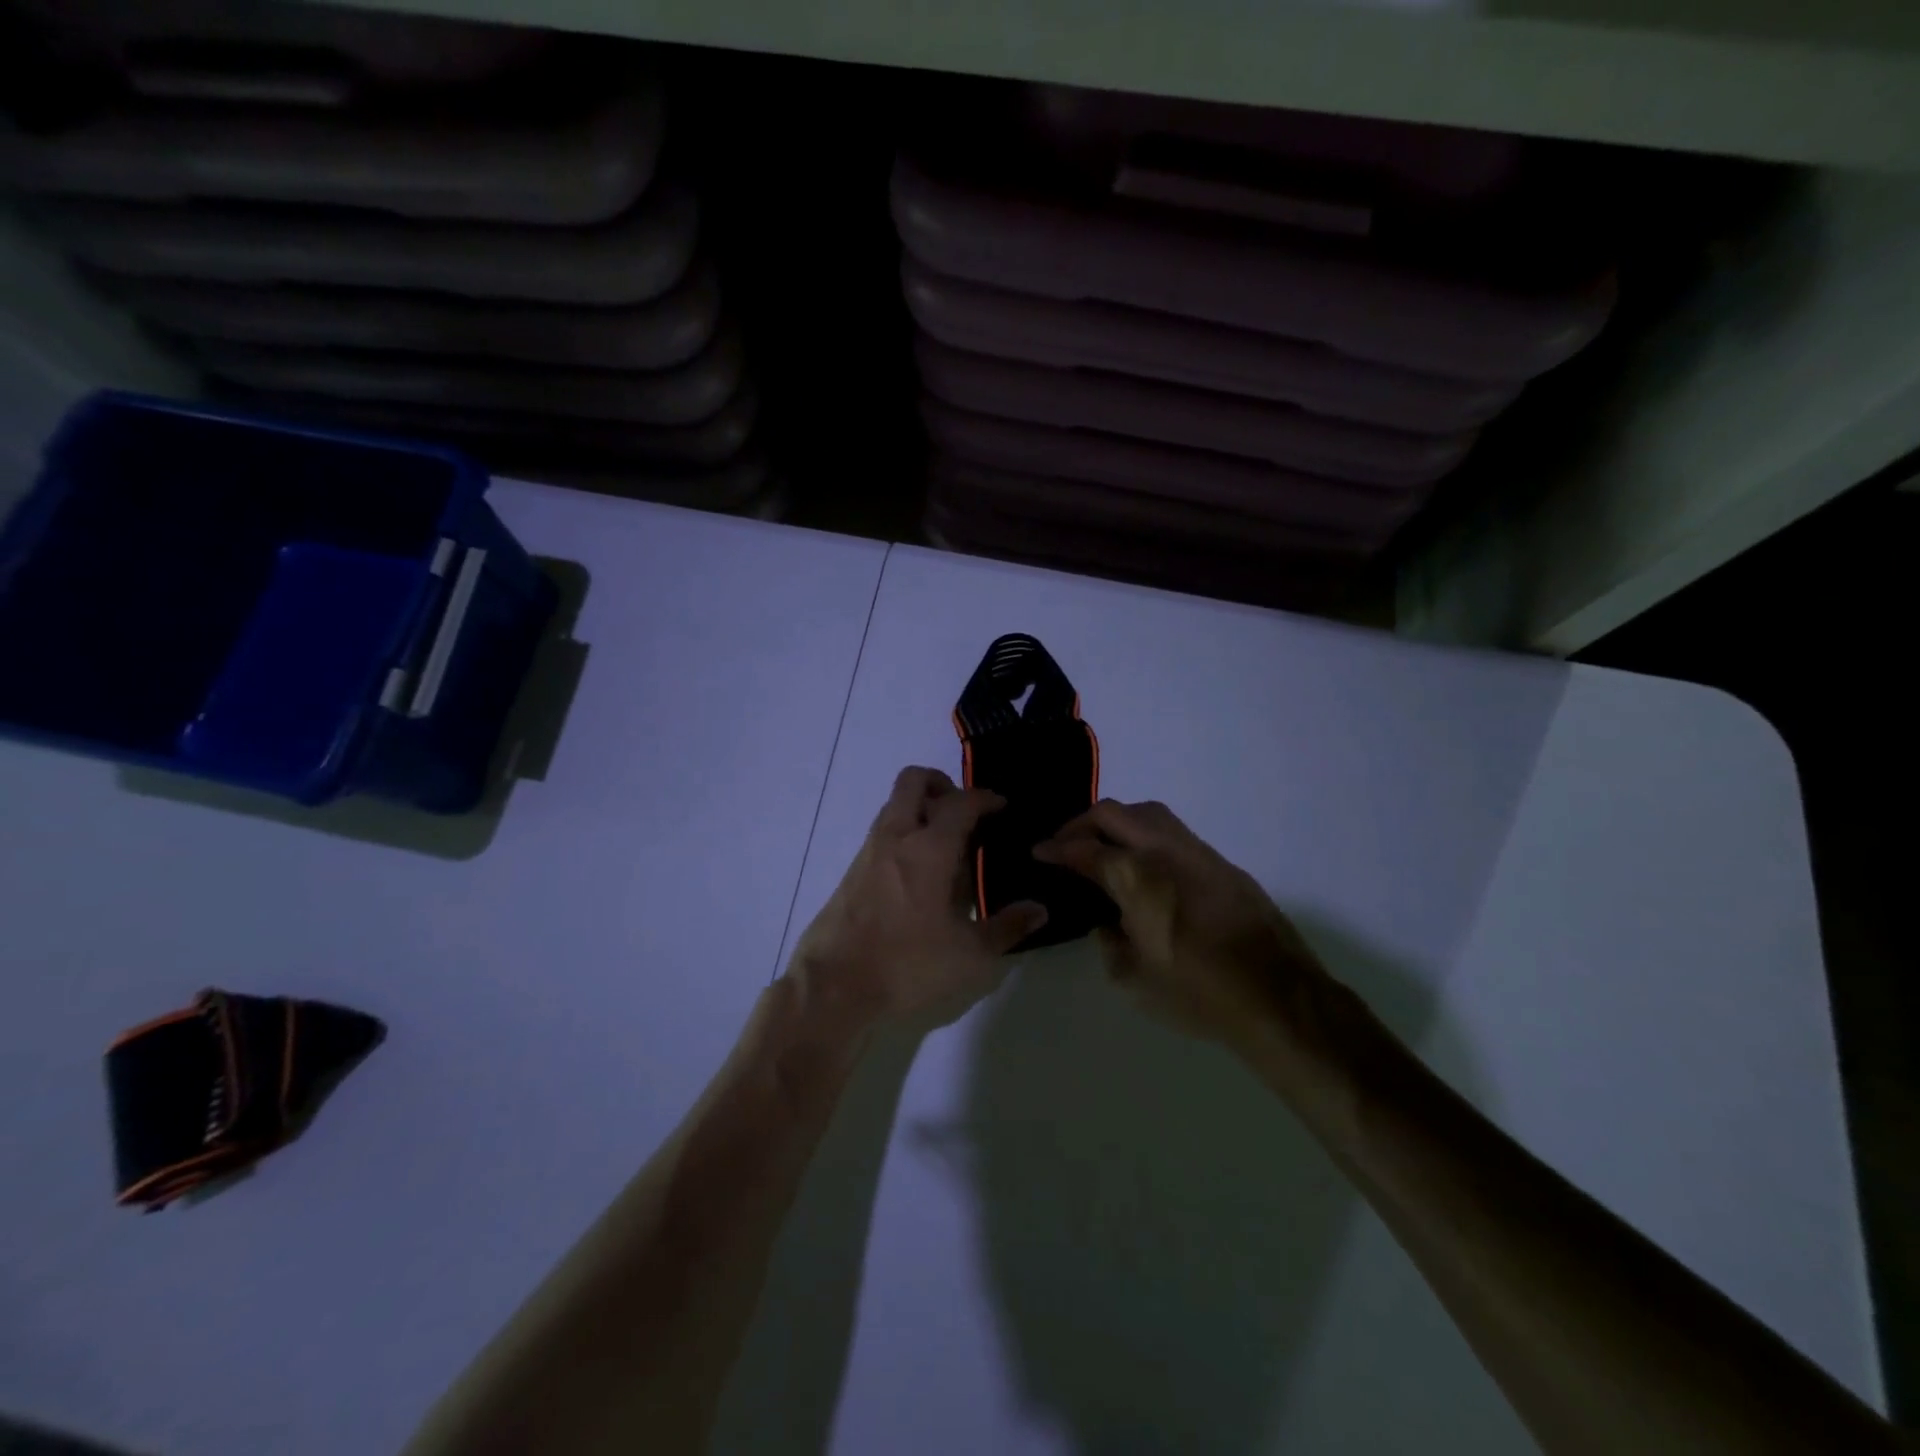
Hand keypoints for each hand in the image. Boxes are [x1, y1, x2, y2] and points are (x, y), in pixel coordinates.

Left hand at [788, 767, 1047, 1029]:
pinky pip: (882, 831)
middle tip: (964, 811)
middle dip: (942, 784)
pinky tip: (919, 872)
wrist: (834, 985)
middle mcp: (896, 837)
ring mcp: (869, 851)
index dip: (985, 798)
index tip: (1001, 807)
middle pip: (914, 781)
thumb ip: (1007, 927)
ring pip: (894, 804)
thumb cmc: (908, 964)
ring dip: (920, 807)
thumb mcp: (969, 955)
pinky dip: (904, 832)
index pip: (961, 802)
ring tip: (946, 843)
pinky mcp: (852, 870)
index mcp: (929, 848)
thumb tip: (1039, 910)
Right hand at [1034, 800, 1335, 1053]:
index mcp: (1137, 878)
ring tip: (1103, 845)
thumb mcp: (1133, 979)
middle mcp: (1165, 852)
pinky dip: (1146, 834)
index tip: (1039, 851)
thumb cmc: (1197, 993)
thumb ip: (1109, 943)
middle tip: (1065, 843)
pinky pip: (1173, 832)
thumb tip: (1107, 924)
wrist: (1277, 997)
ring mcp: (1198, 853)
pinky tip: (1145, 863)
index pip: (1085, 849)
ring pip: (1148, 812)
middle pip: (1114, 813)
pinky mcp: (1222, 863)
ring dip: (1117, 821)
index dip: (1056, 848)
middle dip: (1081, 823)